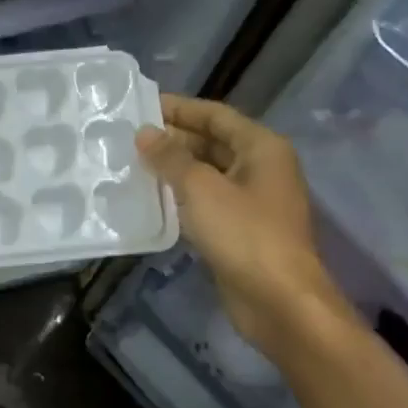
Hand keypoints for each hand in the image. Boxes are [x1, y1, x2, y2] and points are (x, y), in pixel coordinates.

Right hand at [137, 96, 350, 347]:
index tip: (141, 105)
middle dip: (173, 139)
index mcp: (261, 148)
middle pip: (212, 142)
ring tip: (131, 164)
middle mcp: (261, 168)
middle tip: (128, 138)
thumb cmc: (244, 234)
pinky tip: (150, 200)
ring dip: (174, 169)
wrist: (279, 301)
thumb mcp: (201, 188)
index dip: (179, 108)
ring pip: (207, 174)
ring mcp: (252, 201)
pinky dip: (181, 197)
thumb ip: (171, 157)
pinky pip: (206, 202)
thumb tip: (144, 133)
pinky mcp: (240, 230)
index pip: (215, 115)